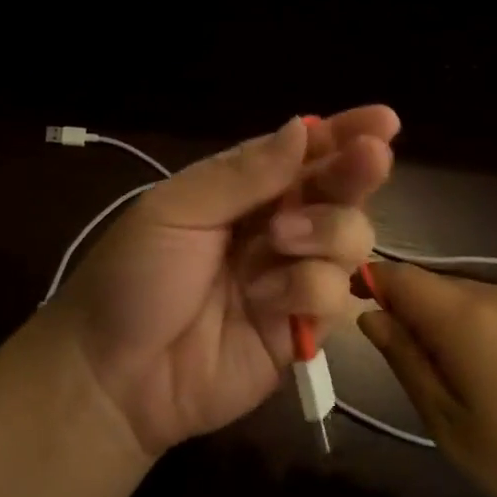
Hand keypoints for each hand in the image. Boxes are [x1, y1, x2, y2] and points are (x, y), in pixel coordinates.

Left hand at [54, 108, 398, 457]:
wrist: (114, 374)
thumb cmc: (133, 277)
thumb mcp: (176, 211)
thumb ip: (242, 175)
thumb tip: (302, 128)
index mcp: (242, 190)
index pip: (302, 153)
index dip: (343, 134)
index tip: (382, 121)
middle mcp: (276, 226)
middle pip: (339, 191)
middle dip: (358, 171)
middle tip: (371, 158)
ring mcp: (291, 277)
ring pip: (350, 239)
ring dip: (325, 231)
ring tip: (279, 241)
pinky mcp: (302, 328)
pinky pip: (336, 296)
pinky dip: (307, 290)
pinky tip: (265, 301)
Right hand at [357, 264, 496, 496]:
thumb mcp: (450, 426)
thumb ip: (406, 361)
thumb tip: (371, 317)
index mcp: (467, 317)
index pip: (401, 276)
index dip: (375, 286)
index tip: (364, 315)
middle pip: (440, 286)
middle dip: (418, 314)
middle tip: (421, 370)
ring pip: (479, 299)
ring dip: (459, 325)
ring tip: (473, 383)